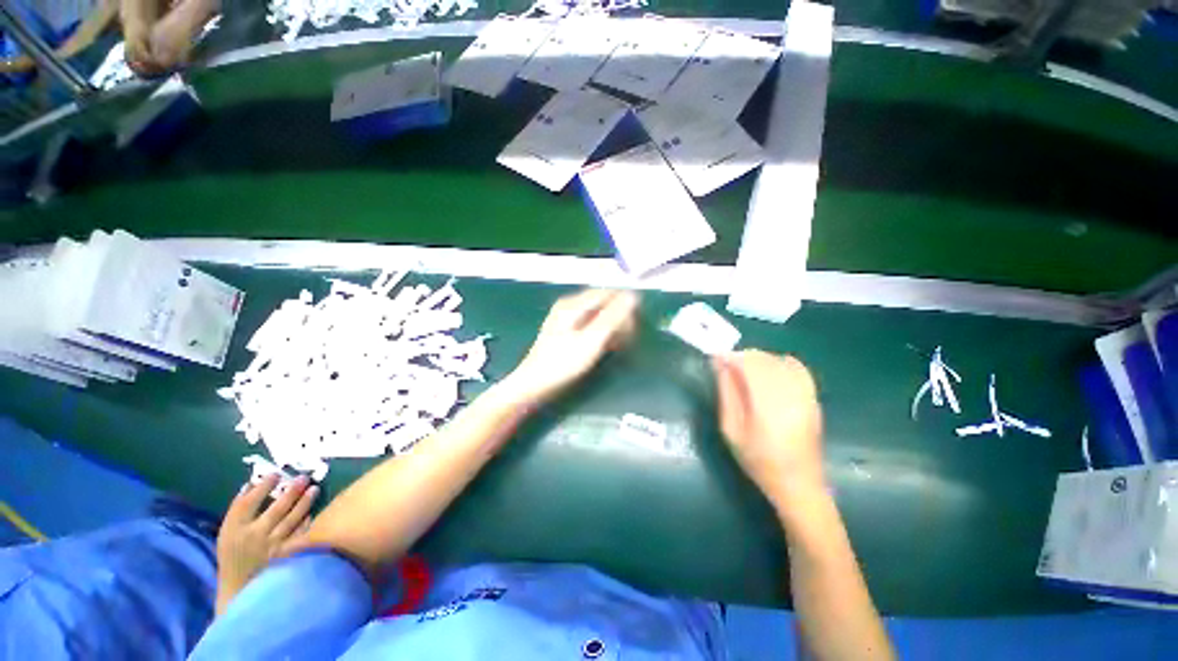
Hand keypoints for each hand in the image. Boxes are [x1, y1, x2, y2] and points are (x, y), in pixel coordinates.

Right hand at [215, 474, 319, 614]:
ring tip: (314, 488)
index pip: (247, 503)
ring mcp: (272, 547)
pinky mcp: (287, 556)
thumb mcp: (227, 533)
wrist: (238, 590)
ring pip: (292, 519)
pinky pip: (301, 534)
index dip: (263, 486)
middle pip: (276, 508)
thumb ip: (239, 510)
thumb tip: (253, 483)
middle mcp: (254, 537)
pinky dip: (307, 521)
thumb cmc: (233, 557)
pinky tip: (313, 512)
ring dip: (305, 502)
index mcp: (233, 530)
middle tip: (303, 477)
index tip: (276, 474)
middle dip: (292, 490)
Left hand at [499, 289, 638, 406]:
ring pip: (599, 315)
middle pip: (604, 303)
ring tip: (618, 346)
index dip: (625, 306)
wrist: (534, 384)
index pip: (608, 293)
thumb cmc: (562, 363)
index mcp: (574, 304)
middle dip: (619, 319)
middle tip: (627, 339)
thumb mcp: (591, 340)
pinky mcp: (568, 332)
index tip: (634, 326)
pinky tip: (606, 348)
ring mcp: (567, 319)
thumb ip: (613, 317)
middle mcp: (570, 306)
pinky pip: (591, 325)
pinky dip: (602, 334)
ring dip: (612, 328)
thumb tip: (633, 297)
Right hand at [714, 350, 825, 512]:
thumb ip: (727, 393)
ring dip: (758, 359)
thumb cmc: (758, 460)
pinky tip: (768, 371)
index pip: (749, 365)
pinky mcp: (813, 397)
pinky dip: (779, 362)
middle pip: (765, 360)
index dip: (731, 356)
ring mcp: (806, 395)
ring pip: (779, 361)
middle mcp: (790, 395)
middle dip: (742, 356)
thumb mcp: (731, 429)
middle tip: (726, 365)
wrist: (799, 484)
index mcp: (767, 405)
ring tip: (744, 369)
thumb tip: (720, 365)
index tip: (716, 357)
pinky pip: (797, 368)